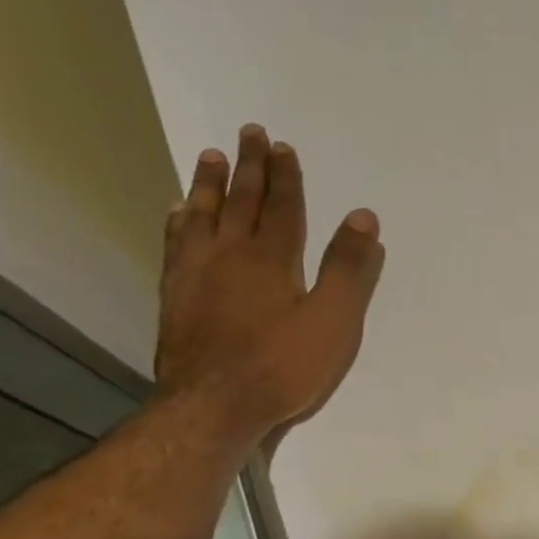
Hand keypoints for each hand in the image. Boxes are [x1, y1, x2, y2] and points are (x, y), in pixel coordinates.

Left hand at [155, 124, 384, 456]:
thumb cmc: (283, 366)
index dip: (285, 176)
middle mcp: (229, 254)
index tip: (282, 146)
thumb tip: (363, 217)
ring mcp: (196, 274)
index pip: (282, 207)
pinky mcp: (176, 296)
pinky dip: (180, 221)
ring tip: (211, 157)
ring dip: (209, 184)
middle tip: (249, 132)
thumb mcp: (333, 321)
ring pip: (202, 215)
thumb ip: (347, 269)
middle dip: (250, 167)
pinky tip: (178, 213)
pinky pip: (176, 244)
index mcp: (271, 259)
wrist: (214, 406)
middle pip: (241, 202)